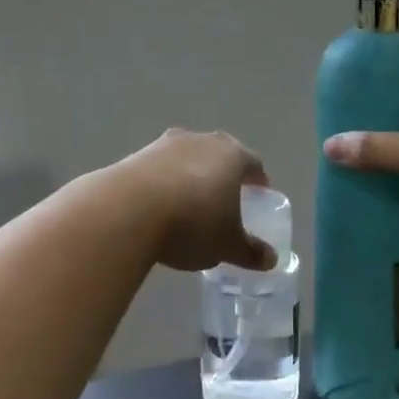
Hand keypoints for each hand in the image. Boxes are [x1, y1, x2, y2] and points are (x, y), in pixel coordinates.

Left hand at [121, 129, 276, 272]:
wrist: (127, 210)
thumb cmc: (192, 223)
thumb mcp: (227, 245)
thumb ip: (251, 251)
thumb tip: (271, 258)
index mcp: (232, 155)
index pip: (253, 164)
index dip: (258, 181)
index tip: (259, 196)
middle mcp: (201, 140)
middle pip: (219, 155)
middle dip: (224, 175)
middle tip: (226, 200)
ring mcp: (165, 144)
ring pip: (187, 159)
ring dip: (191, 176)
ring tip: (189, 205)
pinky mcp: (136, 154)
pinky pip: (159, 168)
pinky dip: (163, 183)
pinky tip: (159, 207)